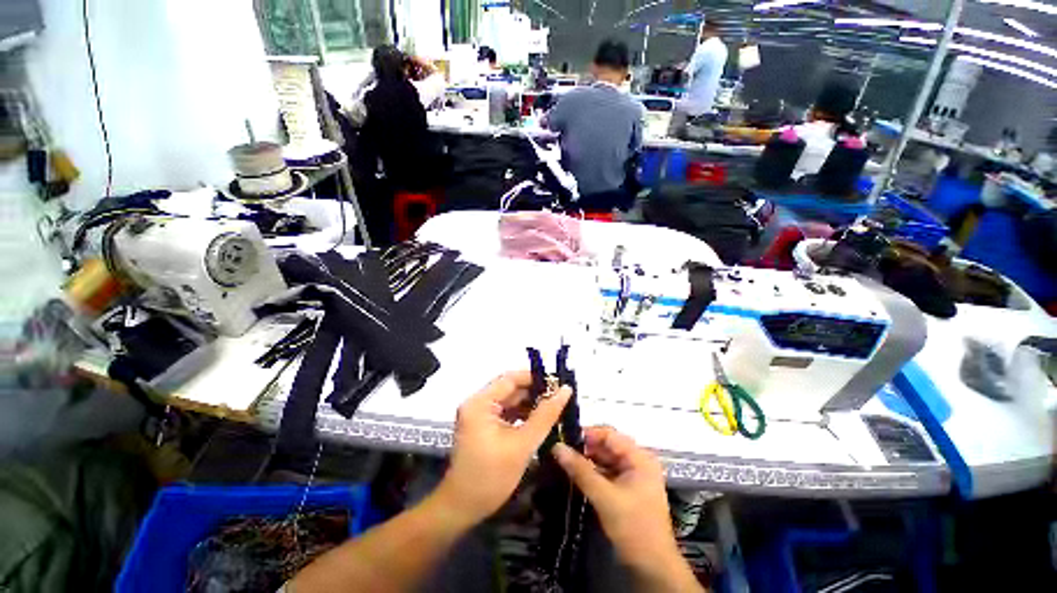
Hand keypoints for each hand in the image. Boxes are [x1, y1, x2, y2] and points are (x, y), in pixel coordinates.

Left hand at [435, 371, 571, 526]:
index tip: (558, 383)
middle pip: (510, 388)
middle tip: (560, 396)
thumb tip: (565, 390)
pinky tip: (539, 419)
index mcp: (480, 402)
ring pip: (509, 400)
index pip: (511, 378)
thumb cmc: (491, 477)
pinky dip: (522, 414)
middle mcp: (477, 402)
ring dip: (530, 403)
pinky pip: (505, 412)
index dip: (535, 378)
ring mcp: (478, 414)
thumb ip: (545, 415)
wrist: (462, 508)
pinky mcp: (482, 425)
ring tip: (554, 406)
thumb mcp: (522, 444)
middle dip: (535, 391)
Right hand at [552, 427, 682, 572]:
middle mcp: (638, 461)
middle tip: (561, 450)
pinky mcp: (627, 489)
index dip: (587, 434)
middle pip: (607, 446)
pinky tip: (575, 474)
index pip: (609, 435)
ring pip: (605, 460)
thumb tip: (557, 447)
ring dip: (587, 460)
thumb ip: (581, 470)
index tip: (564, 437)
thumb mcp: (604, 497)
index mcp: (639, 457)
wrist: (653, 567)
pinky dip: (592, 473)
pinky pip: (606, 473)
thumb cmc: (633, 526)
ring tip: (563, 460)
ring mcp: (633, 476)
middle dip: (585, 448)